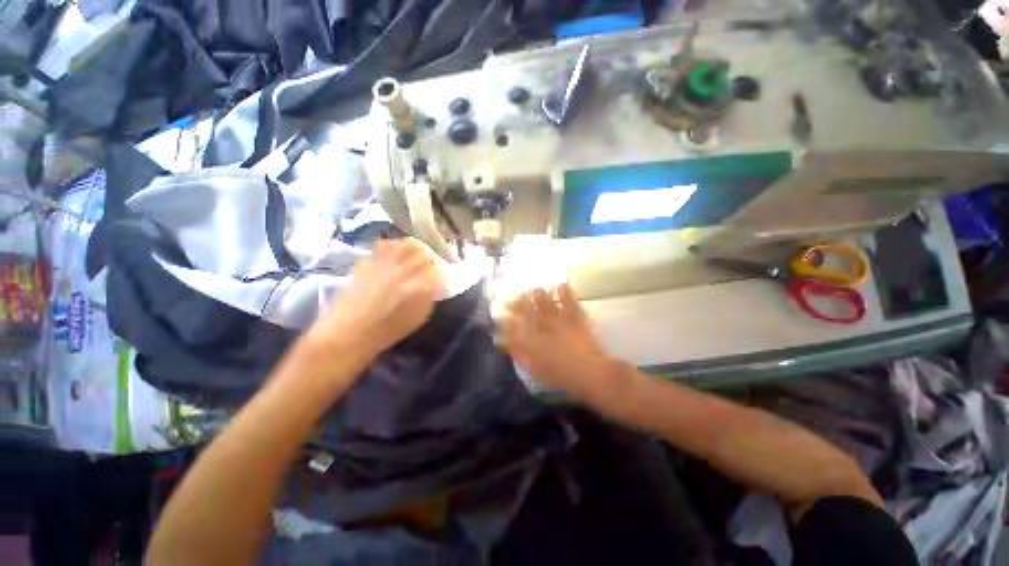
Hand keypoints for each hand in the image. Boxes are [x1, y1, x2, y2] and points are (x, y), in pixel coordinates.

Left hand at [306, 238, 444, 359]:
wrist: (349, 332)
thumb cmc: (387, 330)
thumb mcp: (419, 317)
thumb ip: (430, 296)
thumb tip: (435, 282)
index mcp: (420, 289)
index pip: (438, 269)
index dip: (440, 270)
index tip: (438, 275)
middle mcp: (405, 272)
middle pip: (424, 253)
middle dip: (429, 258)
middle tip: (428, 265)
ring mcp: (385, 264)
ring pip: (407, 244)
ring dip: (414, 248)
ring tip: (413, 255)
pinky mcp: (369, 260)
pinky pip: (386, 245)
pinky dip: (394, 246)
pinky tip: (394, 255)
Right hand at [498, 284, 615, 398]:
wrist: (588, 373)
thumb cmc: (559, 375)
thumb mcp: (534, 368)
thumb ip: (518, 353)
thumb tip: (503, 342)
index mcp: (532, 340)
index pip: (515, 325)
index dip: (508, 318)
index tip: (503, 313)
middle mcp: (543, 326)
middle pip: (528, 311)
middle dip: (520, 303)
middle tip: (516, 296)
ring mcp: (560, 321)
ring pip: (546, 304)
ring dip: (539, 295)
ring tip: (535, 289)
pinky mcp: (576, 319)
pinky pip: (570, 302)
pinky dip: (565, 293)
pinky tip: (561, 284)